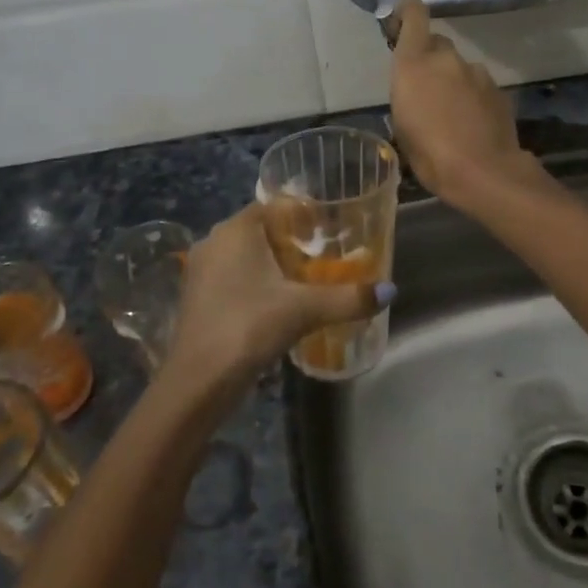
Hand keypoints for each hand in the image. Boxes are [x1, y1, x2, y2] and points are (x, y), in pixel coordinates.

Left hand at [162, 205, 387, 397]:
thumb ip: (348, 298)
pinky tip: (278, 304)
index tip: (330, 228)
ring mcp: (201, 271)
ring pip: (245, 256)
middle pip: (260, 230)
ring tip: (307, 280)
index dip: (302, 214)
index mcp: (236, 230)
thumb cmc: (249, 327)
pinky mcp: (197, 298)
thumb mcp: (305, 310)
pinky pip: (233, 278)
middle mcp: (214, 241)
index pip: (273, 206)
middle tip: (326, 255)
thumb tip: (389, 291)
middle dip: (291, 241)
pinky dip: (256, 283)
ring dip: (273, 264)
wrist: (198, 381)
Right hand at [389, 0, 528, 203]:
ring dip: (452, 81)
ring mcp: (476, 72)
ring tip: (450, 114)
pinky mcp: (498, 89)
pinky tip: (470, 123)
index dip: (407, 12)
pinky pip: (477, 85)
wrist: (484, 172)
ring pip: (458, 67)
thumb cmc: (430, 154)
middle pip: (436, 43)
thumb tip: (415, 90)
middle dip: (428, 59)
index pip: (414, 15)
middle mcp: (446, 59)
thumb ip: (407, 95)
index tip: (400, 23)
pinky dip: (471, 97)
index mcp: (414, 64)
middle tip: (424, 89)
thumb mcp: (402, 126)